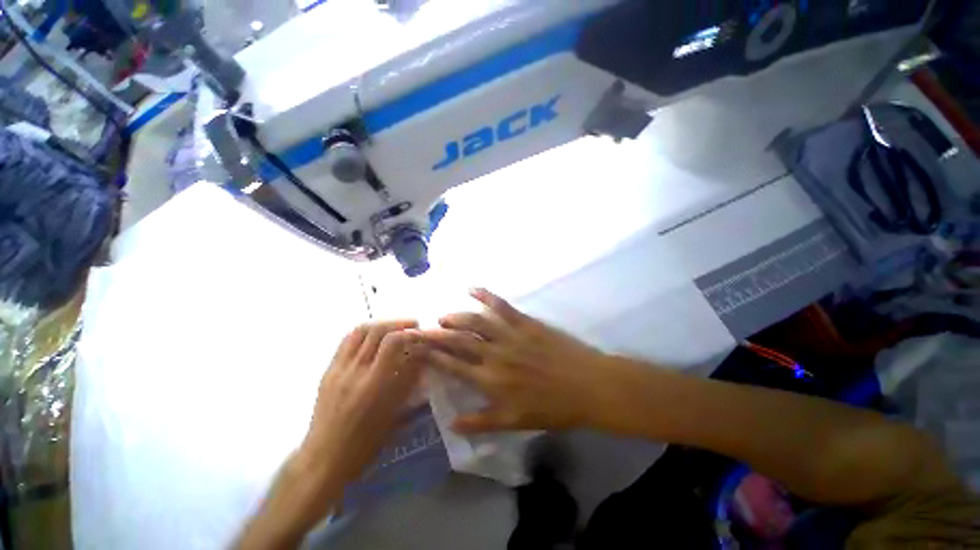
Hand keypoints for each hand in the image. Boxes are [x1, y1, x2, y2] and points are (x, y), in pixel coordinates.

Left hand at [299, 320, 425, 487]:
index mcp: (373, 384)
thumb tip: (421, 355)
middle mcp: (354, 370)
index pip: (392, 341)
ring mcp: (338, 369)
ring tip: (395, 328)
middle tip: (413, 326)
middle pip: (376, 330)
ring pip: (360, 331)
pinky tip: (375, 337)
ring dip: (381, 324)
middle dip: (398, 323)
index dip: (409, 332)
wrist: (324, 458)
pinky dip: (365, 332)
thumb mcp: (394, 413)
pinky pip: (347, 341)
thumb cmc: (365, 442)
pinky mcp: (328, 370)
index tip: (421, 333)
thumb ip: (408, 380)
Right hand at [422, 289, 634, 433]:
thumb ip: (481, 422)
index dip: (433, 357)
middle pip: (459, 341)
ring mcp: (510, 335)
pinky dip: (486, 295)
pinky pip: (502, 306)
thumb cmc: (552, 408)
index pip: (453, 366)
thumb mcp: (515, 423)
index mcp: (490, 380)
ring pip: (476, 322)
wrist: (588, 386)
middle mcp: (495, 355)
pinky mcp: (525, 322)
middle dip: (437, 335)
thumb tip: (451, 423)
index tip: (417, 350)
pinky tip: (472, 289)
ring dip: (456, 317)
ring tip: (442, 316)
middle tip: (420, 329)